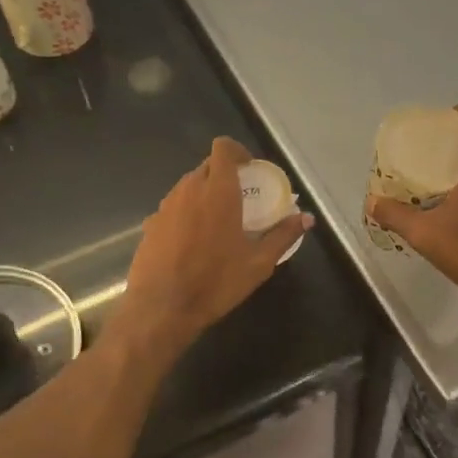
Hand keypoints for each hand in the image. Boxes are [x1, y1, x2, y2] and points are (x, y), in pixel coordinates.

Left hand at [118, 138, 311, 358]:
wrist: (162, 308)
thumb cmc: (216, 282)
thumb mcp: (258, 263)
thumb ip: (283, 235)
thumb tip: (307, 218)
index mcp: (218, 192)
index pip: (223, 148)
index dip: (237, 151)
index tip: (250, 169)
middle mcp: (189, 190)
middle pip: (207, 166)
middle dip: (224, 175)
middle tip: (241, 198)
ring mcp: (166, 206)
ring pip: (188, 186)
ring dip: (205, 193)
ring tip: (219, 221)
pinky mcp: (150, 224)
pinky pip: (174, 207)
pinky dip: (187, 213)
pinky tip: (194, 241)